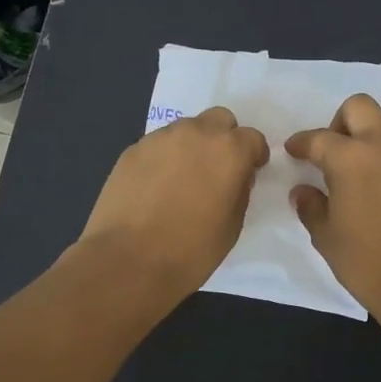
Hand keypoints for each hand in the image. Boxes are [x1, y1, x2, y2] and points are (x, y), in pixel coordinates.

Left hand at [78, 107, 269, 301]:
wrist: (127, 261)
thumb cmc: (190, 251)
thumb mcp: (232, 227)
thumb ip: (239, 192)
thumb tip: (233, 178)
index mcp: (228, 151)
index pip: (252, 138)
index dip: (253, 155)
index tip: (249, 172)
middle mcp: (195, 134)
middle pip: (219, 120)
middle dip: (223, 139)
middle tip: (217, 170)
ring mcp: (160, 138)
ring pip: (186, 130)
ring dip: (192, 146)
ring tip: (182, 180)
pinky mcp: (132, 150)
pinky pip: (158, 145)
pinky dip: (164, 158)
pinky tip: (156, 188)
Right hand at [286, 94, 380, 328]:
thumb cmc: (368, 264)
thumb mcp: (327, 238)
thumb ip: (311, 207)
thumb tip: (303, 191)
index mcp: (349, 158)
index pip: (317, 139)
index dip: (301, 143)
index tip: (295, 151)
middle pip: (359, 107)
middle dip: (342, 122)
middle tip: (339, 149)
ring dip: (380, 131)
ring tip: (376, 158)